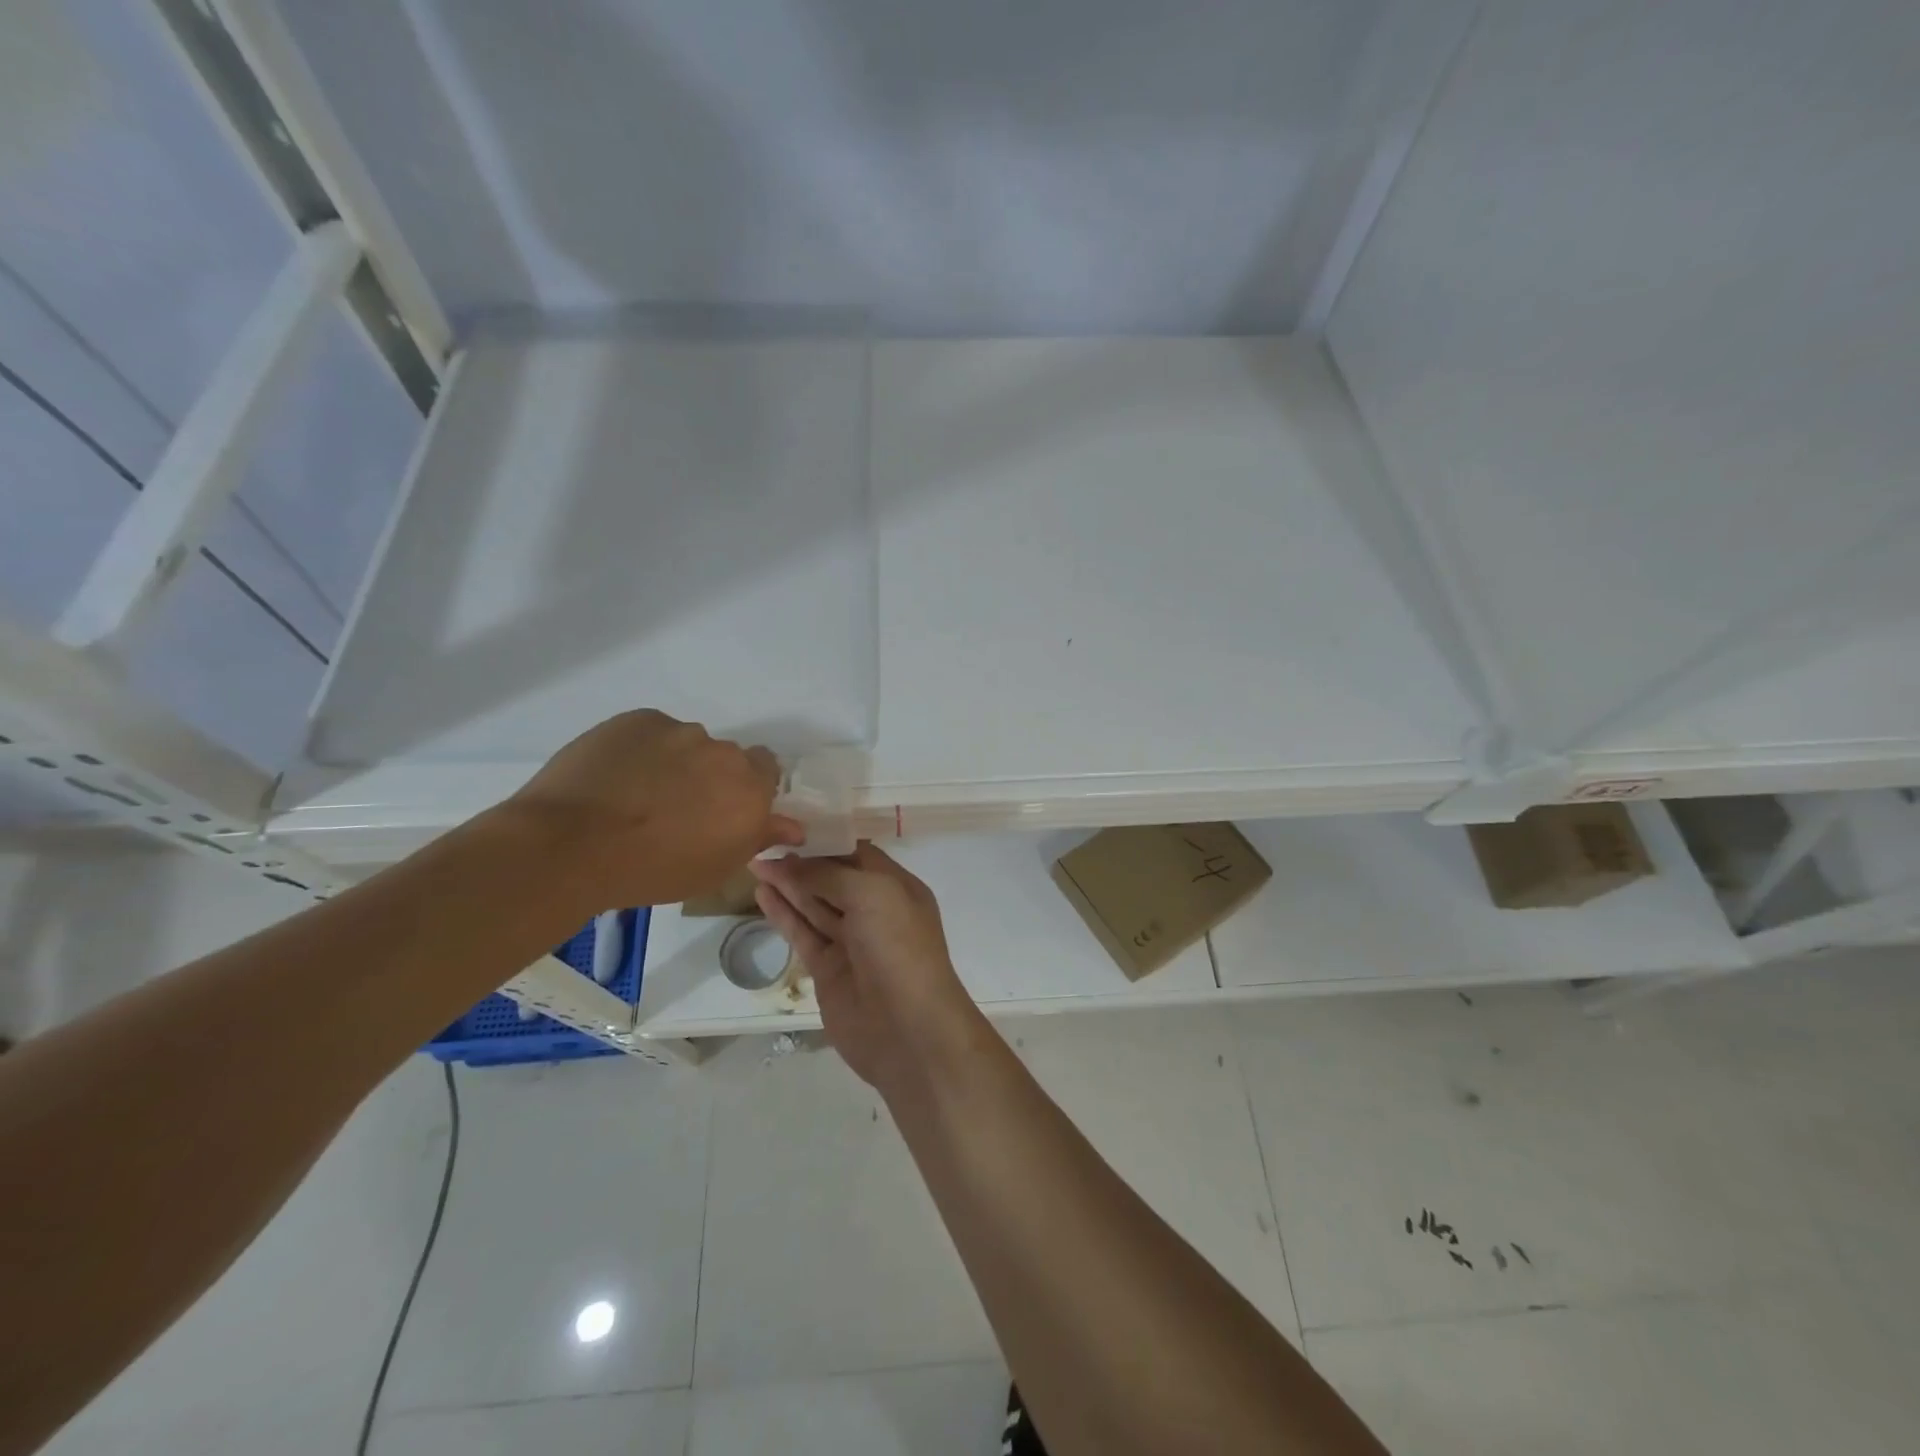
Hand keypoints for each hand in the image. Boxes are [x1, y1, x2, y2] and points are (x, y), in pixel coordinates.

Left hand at [501, 710, 803, 908]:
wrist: (570, 845)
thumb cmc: (650, 870)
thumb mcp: (714, 868)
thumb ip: (758, 838)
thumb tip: (794, 827)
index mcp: (750, 791)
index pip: (768, 770)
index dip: (747, 788)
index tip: (723, 810)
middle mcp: (724, 754)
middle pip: (726, 758)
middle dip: (710, 777)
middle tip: (678, 808)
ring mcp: (680, 732)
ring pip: (688, 744)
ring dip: (676, 762)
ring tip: (637, 793)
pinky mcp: (640, 719)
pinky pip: (652, 732)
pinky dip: (642, 750)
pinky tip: (616, 776)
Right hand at [750, 843, 990, 1090]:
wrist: (908, 1029)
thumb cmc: (899, 947)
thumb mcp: (872, 894)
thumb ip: (830, 875)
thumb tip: (792, 862)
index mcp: (896, 887)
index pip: (858, 854)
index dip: (826, 840)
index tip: (792, 826)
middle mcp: (875, 911)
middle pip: (832, 878)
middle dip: (801, 861)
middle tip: (762, 843)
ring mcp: (851, 942)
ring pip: (814, 904)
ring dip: (787, 884)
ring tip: (755, 862)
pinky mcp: (828, 969)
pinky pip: (803, 933)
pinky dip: (783, 913)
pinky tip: (762, 893)